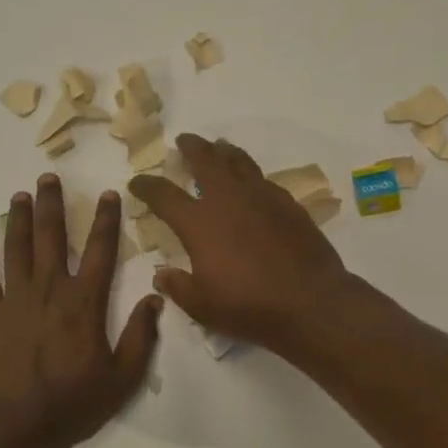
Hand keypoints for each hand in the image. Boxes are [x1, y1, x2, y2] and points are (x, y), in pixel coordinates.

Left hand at [0, 174, 162, 447]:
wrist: (18, 426)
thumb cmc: (75, 402)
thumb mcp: (123, 376)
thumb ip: (142, 336)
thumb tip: (156, 298)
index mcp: (85, 301)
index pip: (101, 250)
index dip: (107, 220)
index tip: (109, 194)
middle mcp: (50, 289)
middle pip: (51, 237)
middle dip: (51, 205)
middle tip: (48, 178)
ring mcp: (15, 300)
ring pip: (17, 249)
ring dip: (18, 220)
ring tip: (19, 196)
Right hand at [129, 133, 353, 352]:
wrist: (310, 302)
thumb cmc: (249, 306)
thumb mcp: (202, 306)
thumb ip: (178, 287)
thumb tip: (162, 275)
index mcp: (199, 223)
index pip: (164, 195)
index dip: (147, 186)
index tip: (137, 181)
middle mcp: (228, 200)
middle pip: (205, 160)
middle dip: (191, 148)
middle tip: (184, 141)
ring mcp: (262, 197)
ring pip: (239, 161)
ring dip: (224, 151)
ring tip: (219, 147)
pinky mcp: (288, 203)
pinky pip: (264, 180)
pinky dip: (252, 175)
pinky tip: (253, 183)